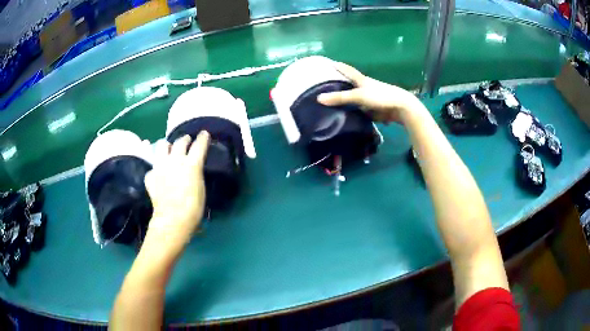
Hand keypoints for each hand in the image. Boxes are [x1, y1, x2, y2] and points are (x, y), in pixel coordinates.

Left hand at [143, 132, 209, 249]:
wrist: (173, 218)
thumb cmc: (193, 207)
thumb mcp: (200, 188)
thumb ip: (196, 174)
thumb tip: (193, 170)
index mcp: (191, 164)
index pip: (199, 145)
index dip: (203, 138)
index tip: (204, 133)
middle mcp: (175, 160)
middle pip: (180, 142)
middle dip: (185, 139)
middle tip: (187, 141)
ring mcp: (160, 166)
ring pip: (162, 146)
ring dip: (167, 146)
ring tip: (169, 150)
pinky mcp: (151, 175)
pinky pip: (153, 167)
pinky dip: (156, 169)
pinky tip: (158, 175)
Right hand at [317, 62, 421, 124]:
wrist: (401, 108)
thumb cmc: (380, 96)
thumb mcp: (359, 96)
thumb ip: (340, 98)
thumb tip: (319, 98)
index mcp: (362, 80)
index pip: (347, 70)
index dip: (339, 66)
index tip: (329, 63)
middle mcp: (365, 87)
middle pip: (350, 84)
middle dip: (340, 84)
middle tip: (325, 86)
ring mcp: (370, 98)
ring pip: (355, 98)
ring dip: (346, 100)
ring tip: (331, 104)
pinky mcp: (374, 109)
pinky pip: (361, 110)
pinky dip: (354, 112)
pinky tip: (346, 116)